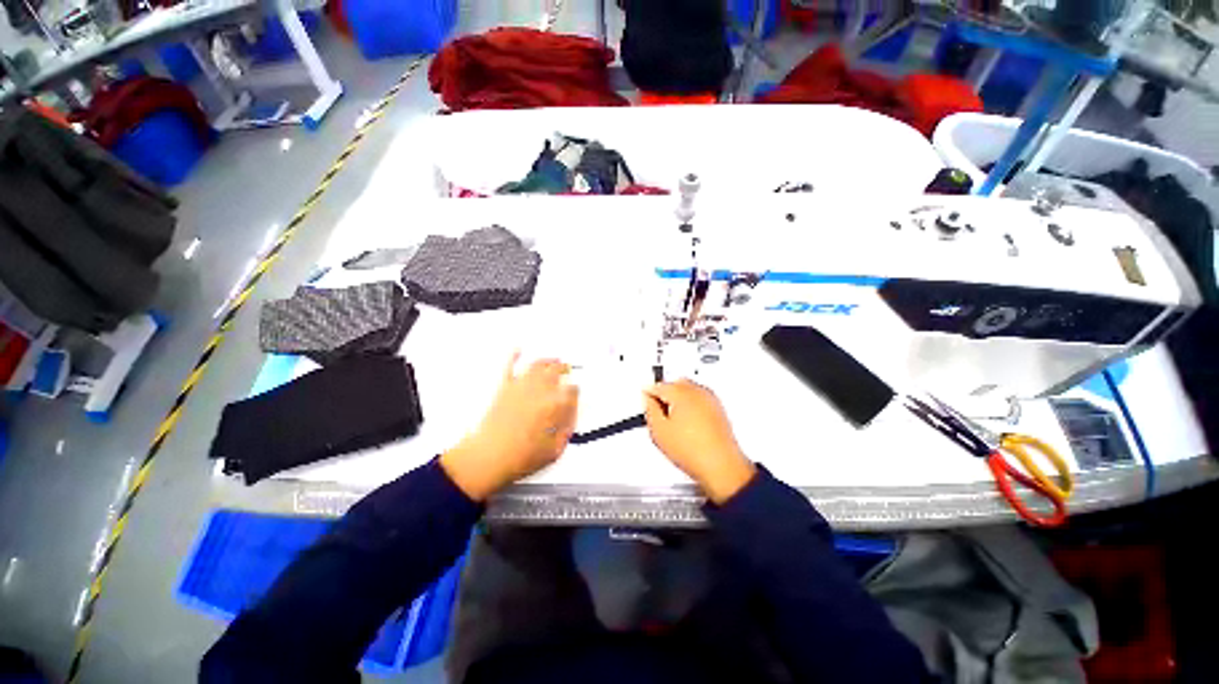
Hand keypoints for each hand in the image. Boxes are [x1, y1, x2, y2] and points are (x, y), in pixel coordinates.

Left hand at [441, 353, 578, 500]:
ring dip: (548, 361)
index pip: (571, 391)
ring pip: (537, 366)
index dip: (575, 391)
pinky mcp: (503, 389)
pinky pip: (509, 367)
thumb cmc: (521, 458)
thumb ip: (567, 429)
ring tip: (554, 360)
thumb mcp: (555, 450)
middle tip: (568, 370)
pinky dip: (514, 356)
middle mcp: (539, 391)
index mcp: (554, 406)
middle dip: (565, 370)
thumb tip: (572, 415)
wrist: (487, 459)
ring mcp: (520, 388)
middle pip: (556, 372)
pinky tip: (518, 349)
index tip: (575, 393)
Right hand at [643, 380, 755, 503]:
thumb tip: (648, 400)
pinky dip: (691, 406)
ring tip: (674, 422)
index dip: (648, 395)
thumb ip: (649, 410)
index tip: (646, 403)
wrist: (721, 467)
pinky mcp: (718, 408)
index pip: (658, 386)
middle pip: (674, 384)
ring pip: (688, 390)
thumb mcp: (658, 431)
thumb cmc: (694, 451)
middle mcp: (697, 391)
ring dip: (679, 399)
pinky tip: (688, 424)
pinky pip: (699, 399)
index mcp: (681, 392)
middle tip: (659, 413)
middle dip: (665, 395)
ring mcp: (710, 399)